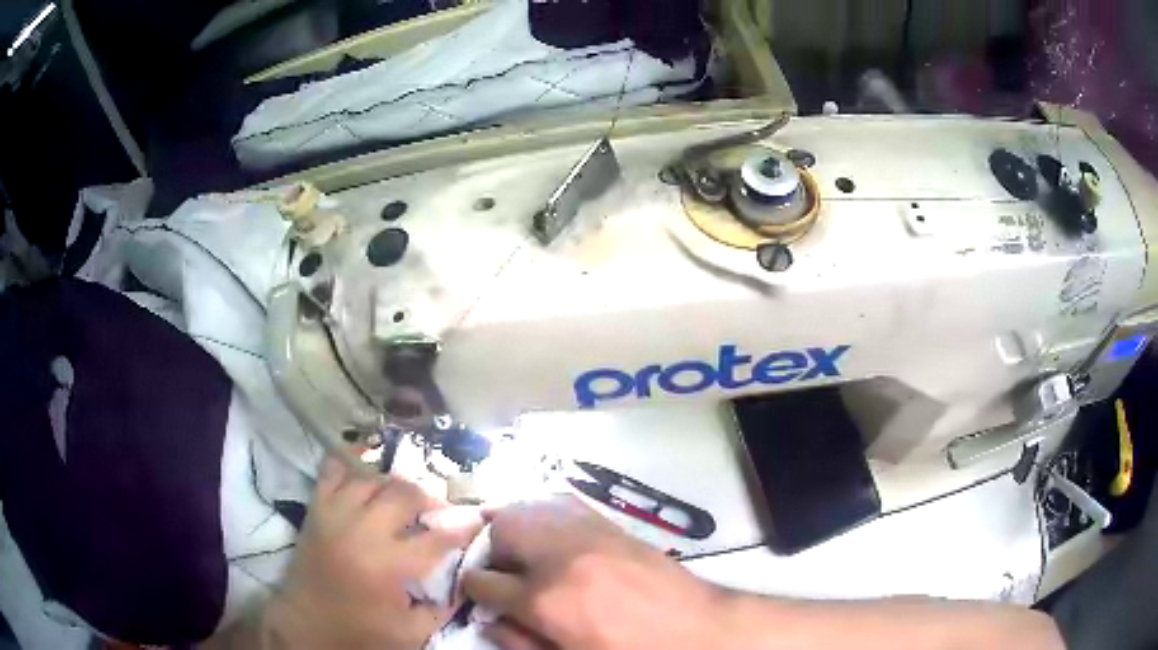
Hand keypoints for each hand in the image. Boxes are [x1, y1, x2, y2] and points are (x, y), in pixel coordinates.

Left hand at [265, 457, 482, 649]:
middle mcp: (362, 531)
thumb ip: (443, 608)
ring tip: (407, 498)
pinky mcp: (316, 509)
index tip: (477, 520)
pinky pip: (333, 470)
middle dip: (430, 499)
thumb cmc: (359, 632)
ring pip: (373, 479)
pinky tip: (367, 464)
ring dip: (396, 484)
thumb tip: (466, 582)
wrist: (305, 625)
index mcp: (388, 565)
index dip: (463, 527)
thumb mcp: (410, 633)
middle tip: (440, 511)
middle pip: (404, 495)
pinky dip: (351, 461)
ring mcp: (335, 514)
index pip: (437, 537)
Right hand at [463, 496, 727, 649]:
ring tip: (518, 548)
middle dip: (488, 547)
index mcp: (544, 600)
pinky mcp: (610, 524)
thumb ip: (519, 643)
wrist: (697, 630)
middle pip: (501, 528)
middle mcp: (559, 557)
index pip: (483, 580)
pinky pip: (563, 503)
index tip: (474, 590)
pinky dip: (544, 511)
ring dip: (513, 525)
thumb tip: (487, 621)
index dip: (471, 586)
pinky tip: (548, 530)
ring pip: (529, 507)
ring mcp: (587, 534)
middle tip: (498, 569)